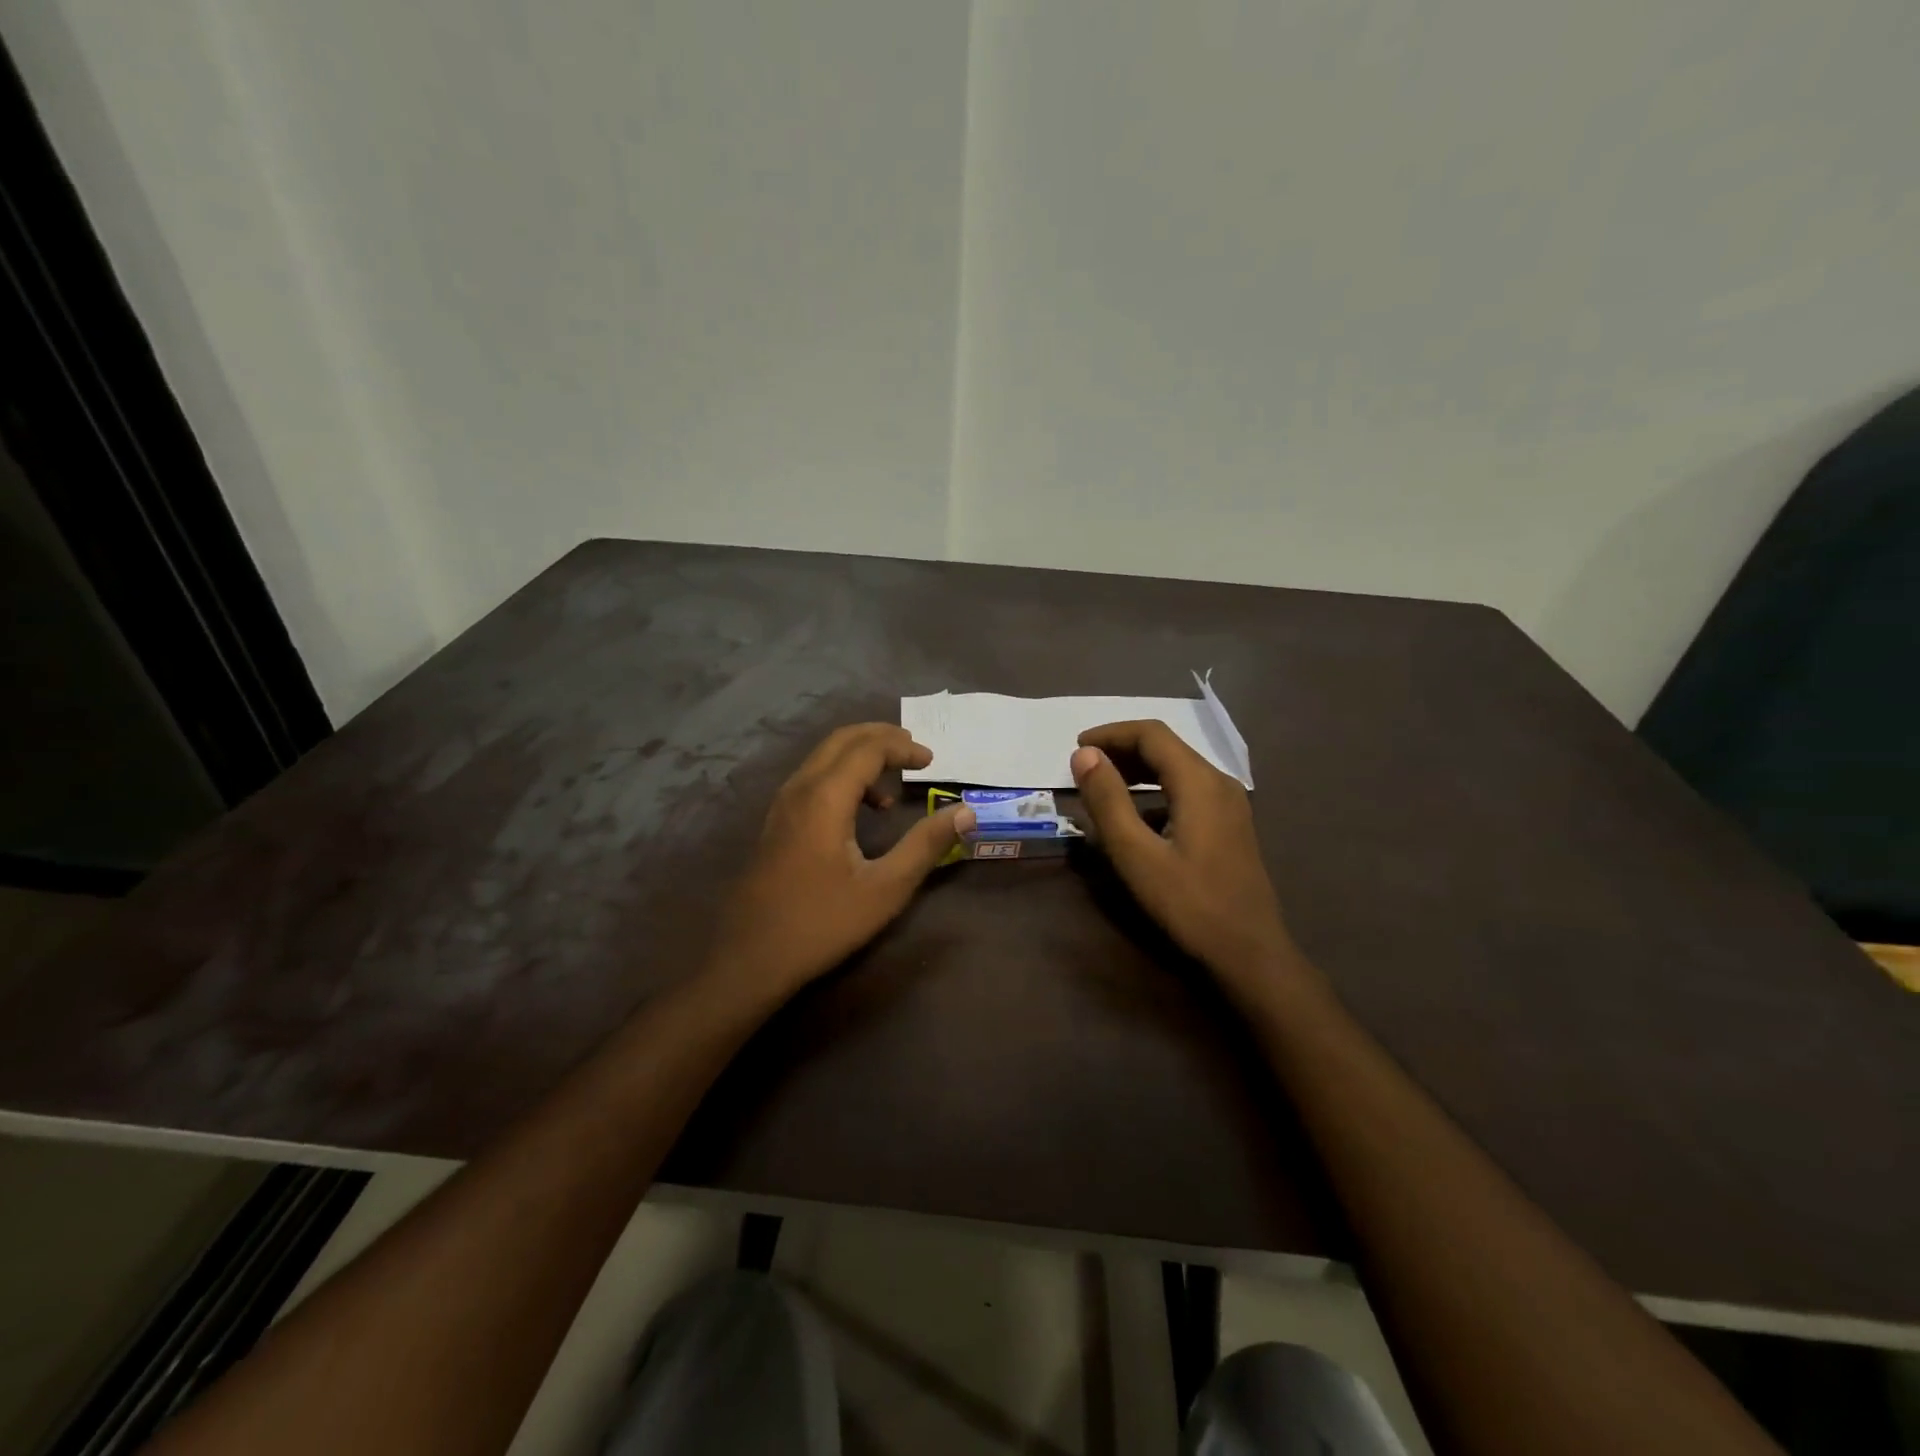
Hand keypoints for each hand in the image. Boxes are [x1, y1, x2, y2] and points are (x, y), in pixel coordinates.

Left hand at [708, 724, 974, 997]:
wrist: (751, 958)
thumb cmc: (822, 923)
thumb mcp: (885, 888)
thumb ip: (926, 845)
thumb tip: (964, 812)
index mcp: (825, 797)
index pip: (868, 748)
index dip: (903, 748)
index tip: (933, 762)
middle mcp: (799, 788)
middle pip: (842, 740)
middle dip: (882, 738)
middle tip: (915, 752)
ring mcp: (782, 805)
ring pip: (824, 757)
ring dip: (861, 756)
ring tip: (894, 782)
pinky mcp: (776, 822)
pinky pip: (813, 778)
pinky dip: (843, 776)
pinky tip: (862, 812)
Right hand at [1070, 721, 1307, 992]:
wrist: (1251, 953)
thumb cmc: (1189, 904)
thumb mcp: (1136, 854)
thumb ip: (1108, 801)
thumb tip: (1084, 755)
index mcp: (1199, 782)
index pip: (1151, 734)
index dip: (1111, 733)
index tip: (1076, 746)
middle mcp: (1219, 783)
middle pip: (1166, 747)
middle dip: (1122, 750)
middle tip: (1085, 766)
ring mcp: (1230, 804)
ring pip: (1178, 769)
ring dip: (1138, 770)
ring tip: (1103, 786)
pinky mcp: (1231, 825)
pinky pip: (1188, 791)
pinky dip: (1156, 791)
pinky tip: (1137, 817)